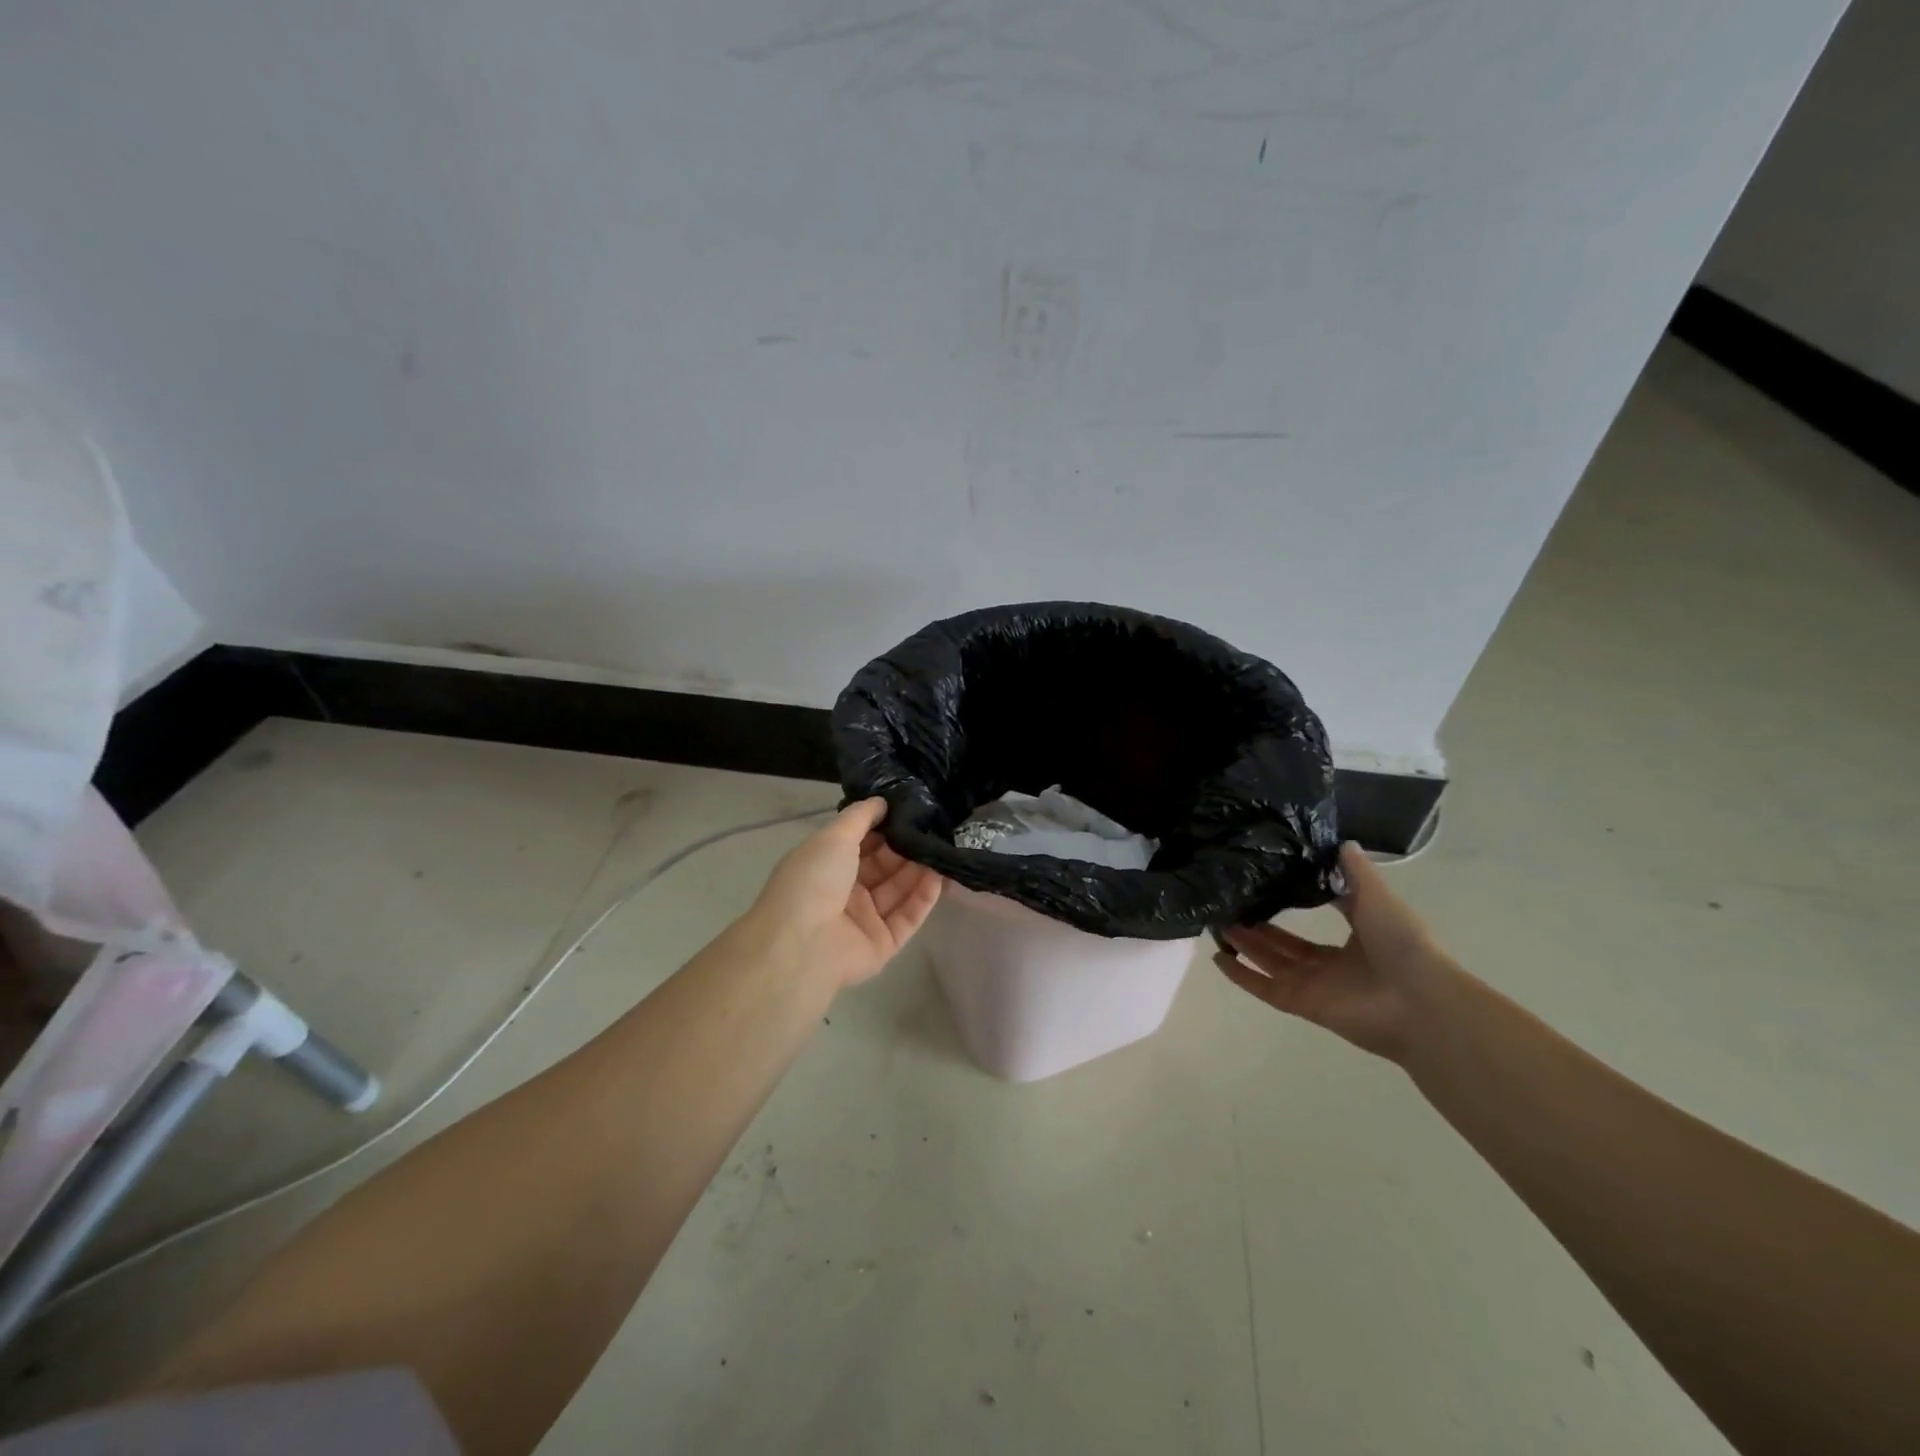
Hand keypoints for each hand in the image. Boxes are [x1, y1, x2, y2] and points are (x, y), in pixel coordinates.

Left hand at [744, 798, 942, 992]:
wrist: (802, 946)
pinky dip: (923, 897)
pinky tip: (940, 876)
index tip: (911, 810)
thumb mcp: (833, 837)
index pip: (861, 843)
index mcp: (826, 866)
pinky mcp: (883, 944)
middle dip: (905, 847)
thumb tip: (881, 801)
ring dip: (919, 870)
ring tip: (942, 848)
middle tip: (934, 827)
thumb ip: (860, 817)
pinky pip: (908, 916)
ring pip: (898, 890)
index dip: (884, 827)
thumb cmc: (812, 882)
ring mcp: (864, 920)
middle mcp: (845, 892)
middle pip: (883, 866)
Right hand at [1214, 842, 1458, 1062]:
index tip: (1263, 888)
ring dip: (1245, 945)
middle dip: (1257, 927)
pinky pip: (1264, 988)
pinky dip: (1242, 977)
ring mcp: (1315, 986)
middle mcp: (1331, 966)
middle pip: (1284, 946)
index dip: (1289, 910)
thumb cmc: (1403, 944)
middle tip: (1230, 906)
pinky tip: (1218, 958)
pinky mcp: (1301, 1004)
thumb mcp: (1377, 897)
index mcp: (1354, 942)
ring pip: (1270, 962)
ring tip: (1217, 923)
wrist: (1419, 1000)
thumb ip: (1355, 872)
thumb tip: (1340, 841)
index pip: (1313, 927)